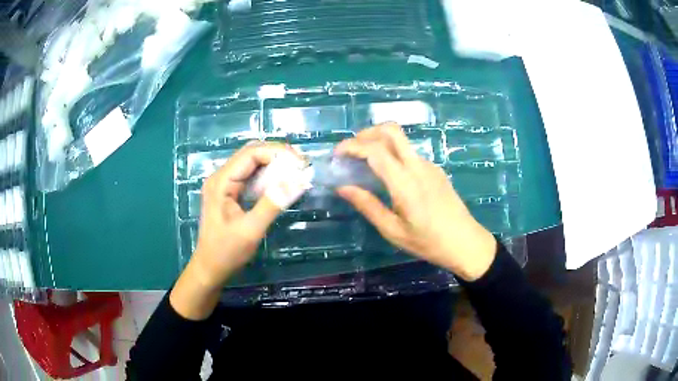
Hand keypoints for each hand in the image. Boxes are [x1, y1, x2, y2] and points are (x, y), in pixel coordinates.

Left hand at [171, 142, 301, 318]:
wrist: (210, 268)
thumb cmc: (226, 252)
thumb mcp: (251, 230)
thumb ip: (273, 203)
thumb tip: (299, 180)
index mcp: (221, 181)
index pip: (251, 154)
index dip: (278, 152)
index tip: (301, 163)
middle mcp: (221, 177)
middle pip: (251, 154)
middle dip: (277, 155)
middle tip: (302, 166)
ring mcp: (224, 184)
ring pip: (252, 164)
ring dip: (274, 165)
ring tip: (296, 172)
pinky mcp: (229, 193)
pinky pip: (250, 177)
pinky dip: (268, 177)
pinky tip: (281, 184)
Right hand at [335, 123, 496, 280]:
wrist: (466, 243)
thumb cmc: (428, 242)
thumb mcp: (393, 230)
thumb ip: (368, 206)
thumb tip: (343, 188)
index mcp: (405, 182)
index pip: (375, 150)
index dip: (352, 146)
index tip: (337, 155)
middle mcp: (418, 166)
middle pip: (391, 130)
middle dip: (366, 133)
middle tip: (351, 150)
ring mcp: (429, 165)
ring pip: (401, 140)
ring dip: (379, 142)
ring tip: (364, 162)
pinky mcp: (435, 170)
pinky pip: (409, 153)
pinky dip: (392, 153)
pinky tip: (388, 175)